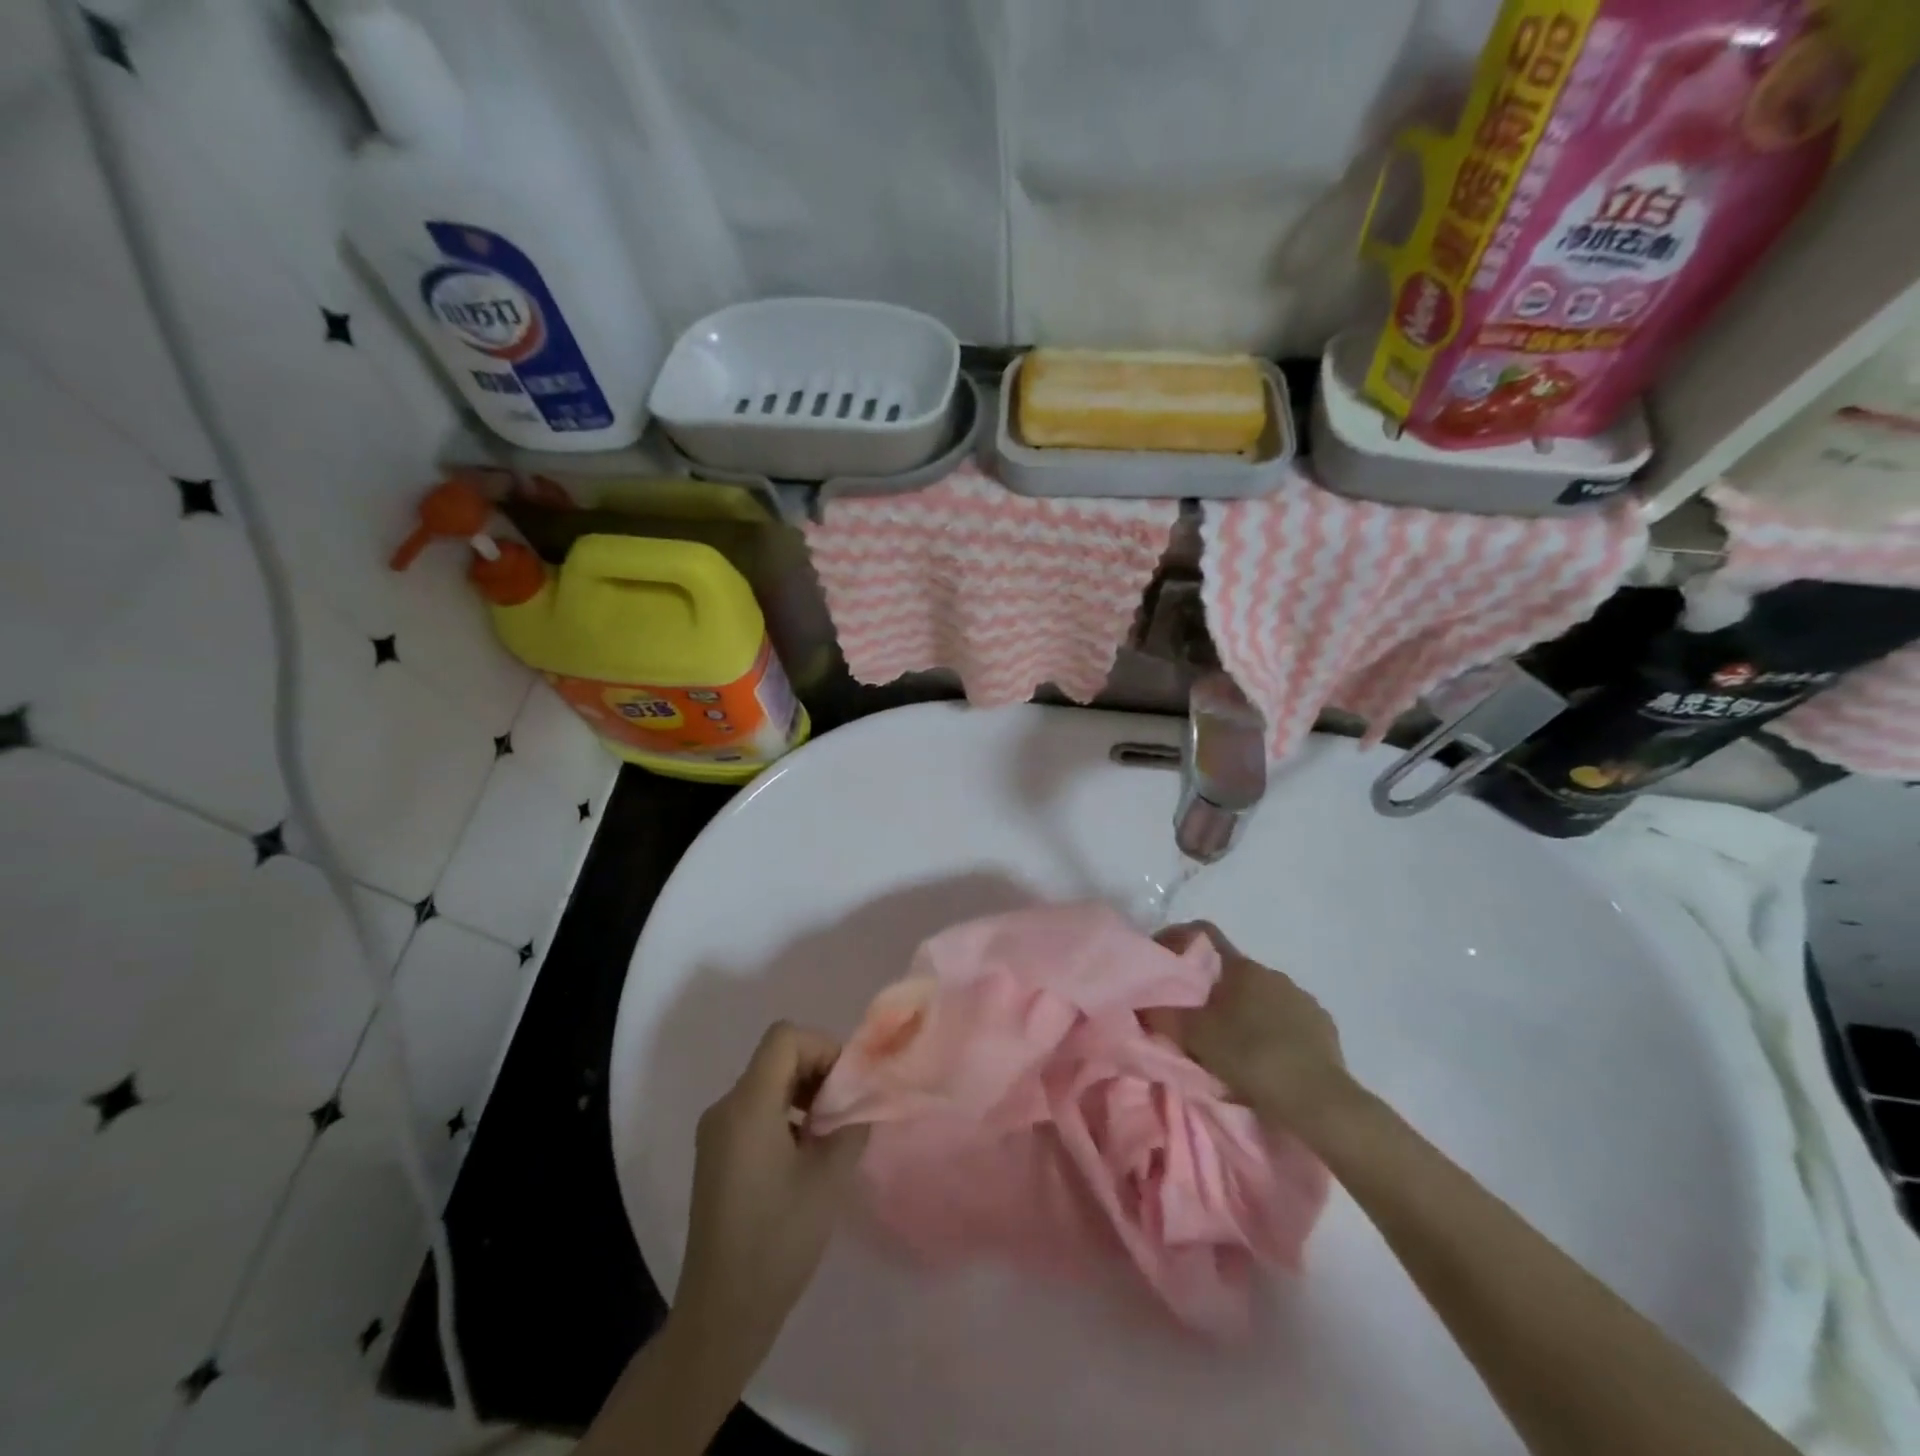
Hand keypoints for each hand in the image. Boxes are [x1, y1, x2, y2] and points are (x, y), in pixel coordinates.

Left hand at [673, 1022, 868, 1371]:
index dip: (822, 1047)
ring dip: (804, 1093)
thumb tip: (862, 1103)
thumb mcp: (828, 1179)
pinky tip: (805, 1155)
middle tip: (846, 1109)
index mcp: (748, 1105)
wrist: (722, 1313)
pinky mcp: (716, 1156)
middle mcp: (725, 1108)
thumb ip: (851, 1127)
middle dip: (818, 1071)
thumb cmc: (778, 1240)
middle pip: (777, 1058)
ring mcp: (716, 1133)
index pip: (785, 1038)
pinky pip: (755, 1111)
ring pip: (767, 1083)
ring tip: (830, 1134)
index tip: (846, 1086)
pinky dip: (786, 1114)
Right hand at [1146, 921, 1354, 1131]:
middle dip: (1213, 990)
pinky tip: (1267, 1059)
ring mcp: (1302, 998)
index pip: (1203, 934)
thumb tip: (1143, 1002)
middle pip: (1232, 971)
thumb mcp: (1195, 1037)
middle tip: (1194, 1020)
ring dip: (1245, 1012)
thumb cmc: (1250, 1057)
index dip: (1179, 941)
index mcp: (1241, 967)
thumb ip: (1165, 1014)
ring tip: (1232, 1046)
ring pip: (1262, 996)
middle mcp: (1273, 973)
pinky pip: (1289, 1020)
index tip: (1164, 963)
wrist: (1317, 1100)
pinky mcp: (1324, 1027)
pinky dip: (1274, 1032)